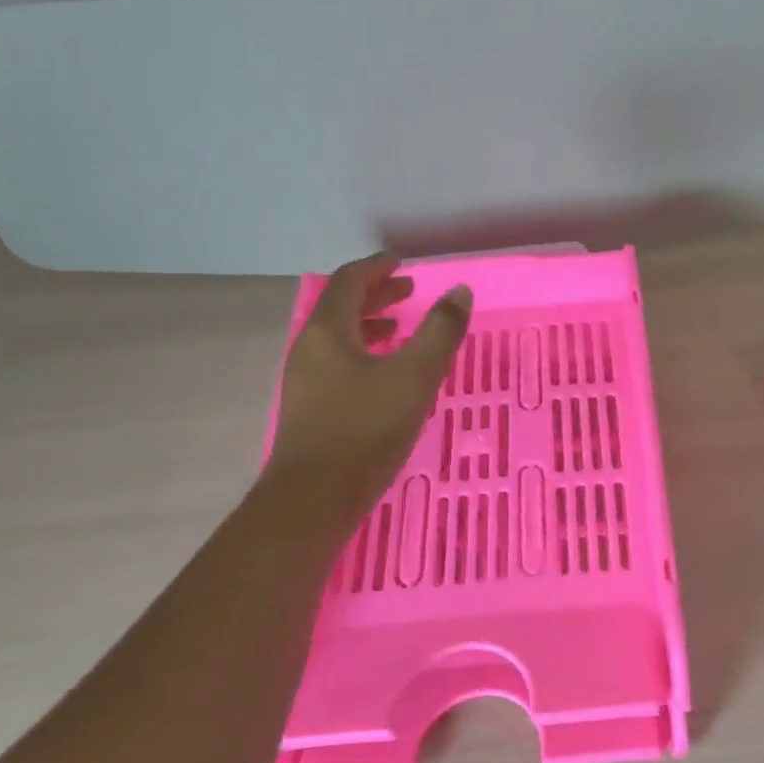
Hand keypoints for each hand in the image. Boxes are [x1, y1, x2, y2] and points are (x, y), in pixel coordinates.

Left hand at [263, 252, 471, 531]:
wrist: (314, 498)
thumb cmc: (365, 429)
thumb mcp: (414, 376)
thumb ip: (440, 332)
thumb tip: (458, 292)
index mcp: (327, 331)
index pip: (349, 282)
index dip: (376, 268)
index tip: (400, 264)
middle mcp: (309, 349)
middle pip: (340, 308)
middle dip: (375, 296)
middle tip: (407, 291)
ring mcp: (305, 381)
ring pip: (337, 338)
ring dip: (368, 325)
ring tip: (398, 329)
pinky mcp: (310, 410)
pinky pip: (337, 364)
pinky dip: (363, 354)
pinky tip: (384, 376)